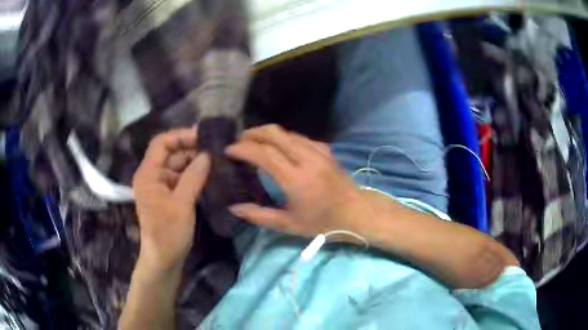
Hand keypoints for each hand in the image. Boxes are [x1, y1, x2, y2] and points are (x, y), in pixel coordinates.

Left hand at [132, 128, 210, 271]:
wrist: (164, 260)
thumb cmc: (168, 233)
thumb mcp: (182, 204)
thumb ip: (193, 177)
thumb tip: (207, 154)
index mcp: (148, 174)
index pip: (161, 143)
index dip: (180, 136)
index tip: (203, 136)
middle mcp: (152, 176)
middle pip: (171, 153)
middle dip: (191, 149)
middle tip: (215, 149)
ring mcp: (160, 186)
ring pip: (178, 166)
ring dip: (194, 162)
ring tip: (216, 160)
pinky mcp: (168, 196)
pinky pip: (181, 179)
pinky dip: (194, 175)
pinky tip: (209, 175)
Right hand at [225, 125, 365, 238]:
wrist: (357, 213)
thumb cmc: (323, 223)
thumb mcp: (289, 225)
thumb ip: (259, 216)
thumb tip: (234, 208)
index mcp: (296, 180)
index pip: (264, 154)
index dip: (243, 149)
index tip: (229, 150)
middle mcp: (306, 160)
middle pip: (275, 134)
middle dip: (253, 133)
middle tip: (239, 140)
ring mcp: (318, 152)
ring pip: (287, 133)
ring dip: (268, 133)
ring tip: (254, 141)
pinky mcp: (326, 150)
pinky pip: (300, 137)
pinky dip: (284, 138)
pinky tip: (279, 146)